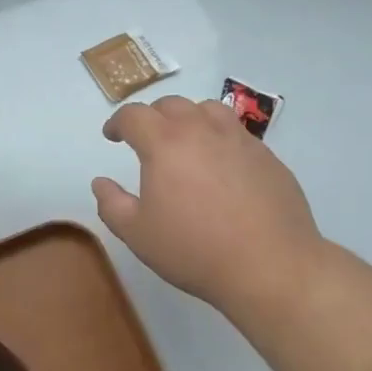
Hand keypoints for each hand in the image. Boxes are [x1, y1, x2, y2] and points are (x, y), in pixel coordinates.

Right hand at [92, 96, 325, 318]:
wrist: (270, 265)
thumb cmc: (194, 250)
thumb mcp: (138, 234)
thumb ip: (112, 204)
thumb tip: (101, 182)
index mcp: (165, 143)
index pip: (134, 115)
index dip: (117, 122)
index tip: (112, 135)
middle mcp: (202, 130)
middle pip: (171, 105)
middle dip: (152, 116)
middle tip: (146, 138)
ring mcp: (239, 139)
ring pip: (208, 109)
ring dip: (189, 117)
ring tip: (186, 140)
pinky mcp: (267, 156)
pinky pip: (237, 133)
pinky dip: (220, 138)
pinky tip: (221, 166)